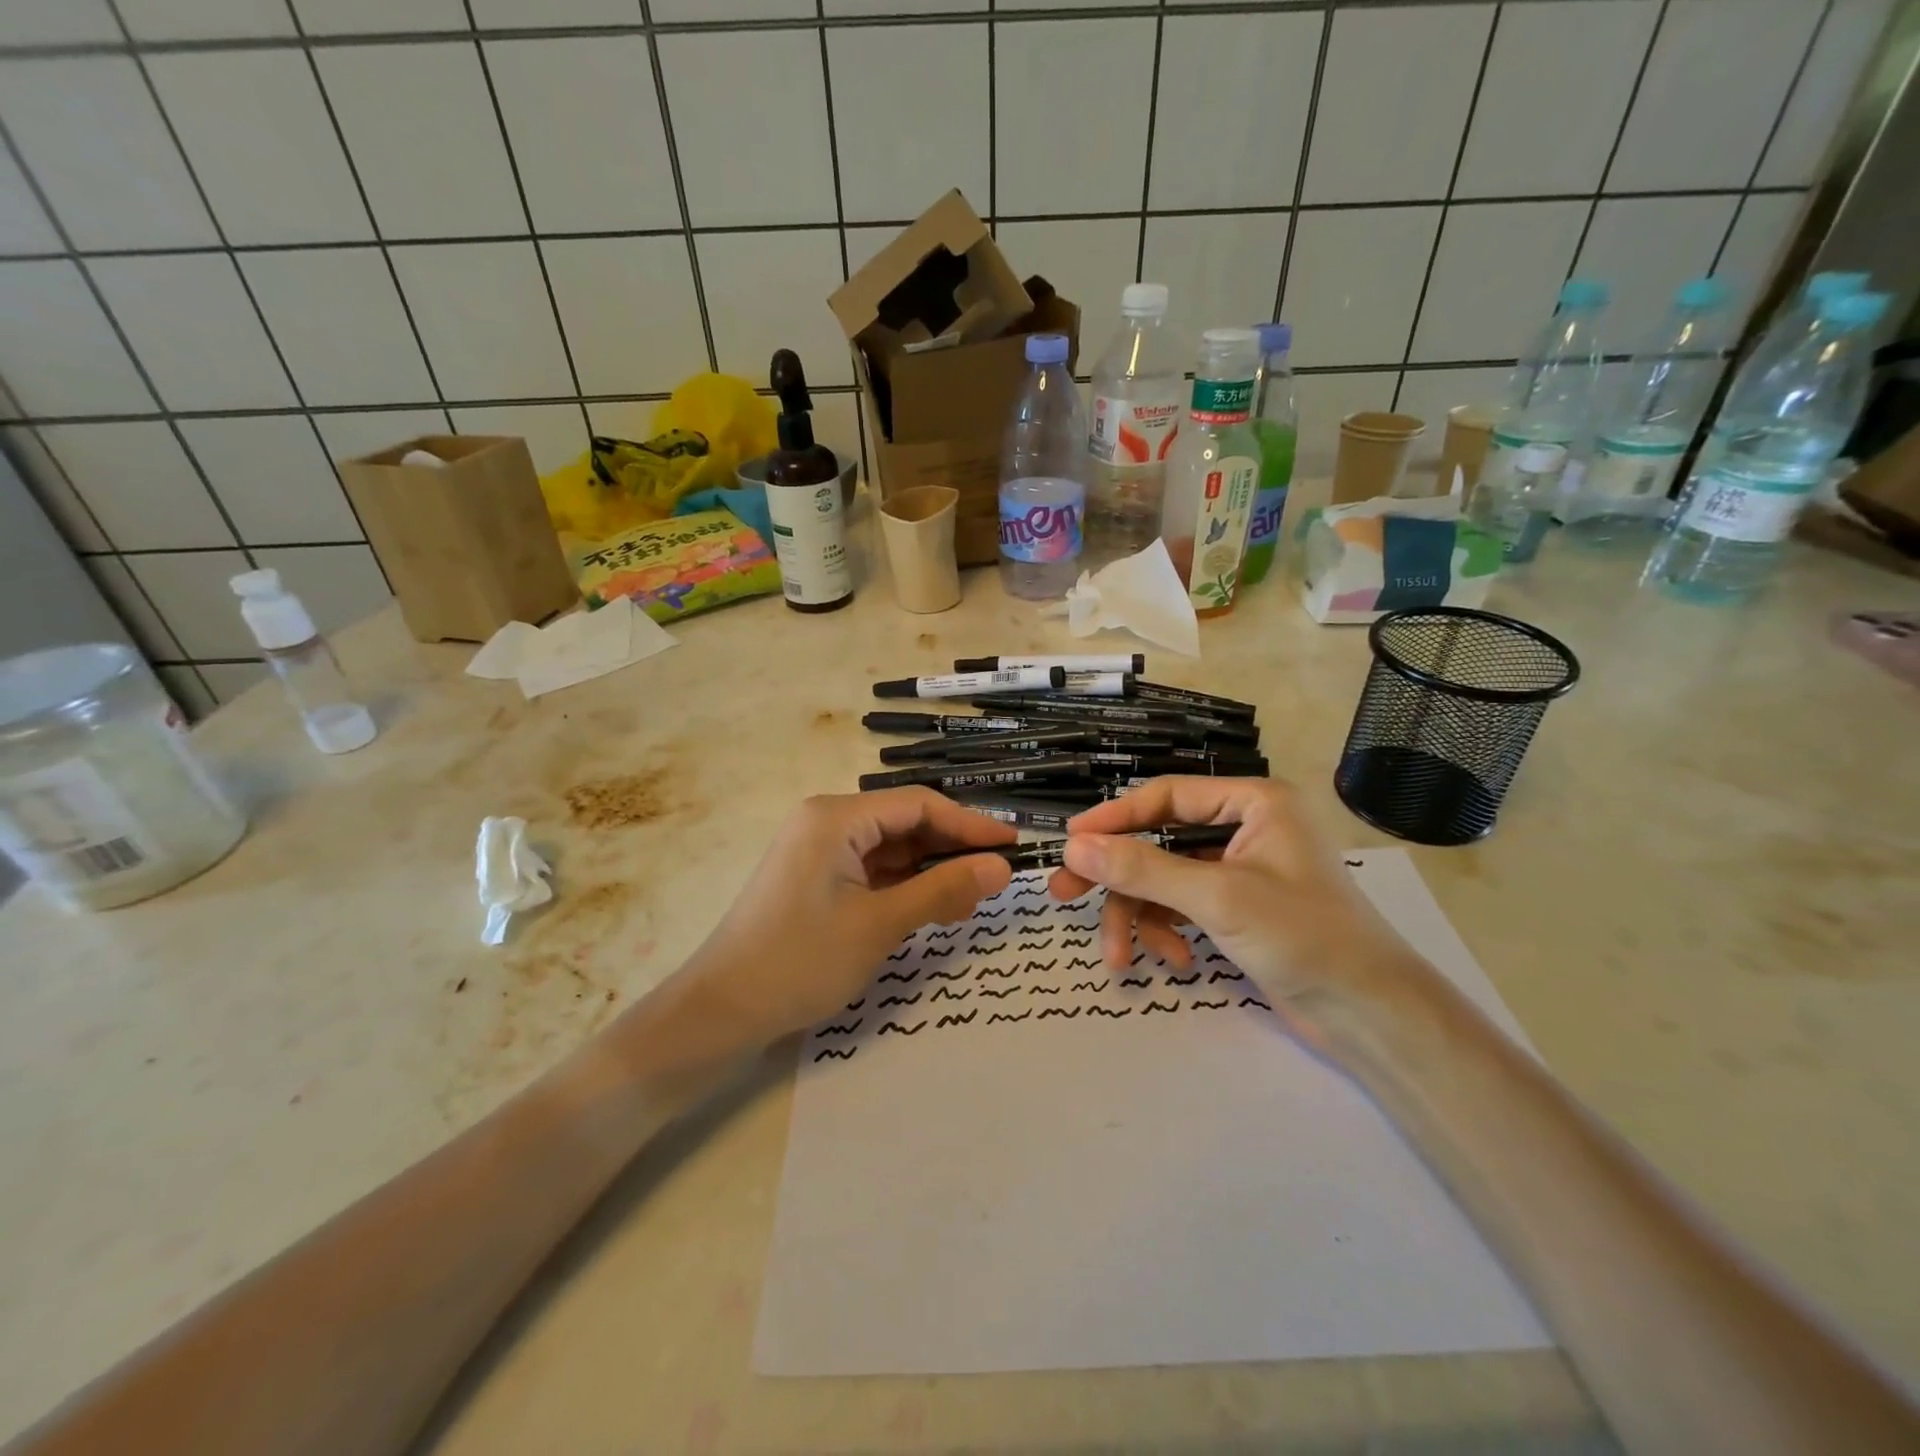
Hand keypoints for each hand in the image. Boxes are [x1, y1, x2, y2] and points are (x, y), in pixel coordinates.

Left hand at [680, 789, 1014, 1044]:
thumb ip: (943, 890)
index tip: (1013, 846)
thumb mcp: (880, 924)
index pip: (919, 805)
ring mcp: (820, 850)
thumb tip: (1002, 867)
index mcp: (837, 816)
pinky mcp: (817, 878)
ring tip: (970, 902)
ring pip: (892, 850)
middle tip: (996, 880)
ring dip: (931, 872)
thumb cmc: (800, 960)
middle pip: (905, 824)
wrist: (722, 1011)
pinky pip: (873, 871)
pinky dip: (904, 887)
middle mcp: (827, 821)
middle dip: (951, 850)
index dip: (970, 824)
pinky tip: (933, 908)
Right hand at [1046, 777, 1430, 1043]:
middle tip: (1064, 894)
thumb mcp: (1216, 897)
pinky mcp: (1237, 908)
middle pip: (1159, 840)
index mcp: (1254, 802)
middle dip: (1116, 875)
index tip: (1070, 842)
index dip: (1115, 817)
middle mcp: (1246, 827)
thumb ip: (1142, 869)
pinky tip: (1173, 962)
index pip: (1167, 796)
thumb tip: (1073, 847)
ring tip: (1120, 957)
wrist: (1370, 1016)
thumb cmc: (1304, 937)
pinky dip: (1168, 932)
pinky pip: (1183, 906)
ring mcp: (1240, 870)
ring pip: (1165, 880)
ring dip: (1139, 917)